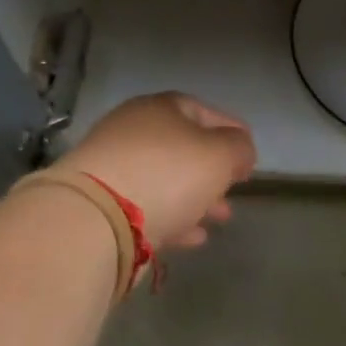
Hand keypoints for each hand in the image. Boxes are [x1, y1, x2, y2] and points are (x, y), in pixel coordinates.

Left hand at [58, 93, 256, 252]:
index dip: (231, 132)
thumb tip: (240, 150)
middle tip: (234, 190)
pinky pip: (147, 207)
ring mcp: (112, 168)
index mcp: (159, 109)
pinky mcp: (101, 204)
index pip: (203, 111)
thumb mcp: (220, 155)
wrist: (95, 219)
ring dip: (196, 197)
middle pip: (182, 147)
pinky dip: (173, 217)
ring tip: (219, 218)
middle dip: (212, 170)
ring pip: (166, 180)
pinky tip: (192, 236)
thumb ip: (239, 148)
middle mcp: (132, 131)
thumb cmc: (168, 174)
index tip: (250, 157)